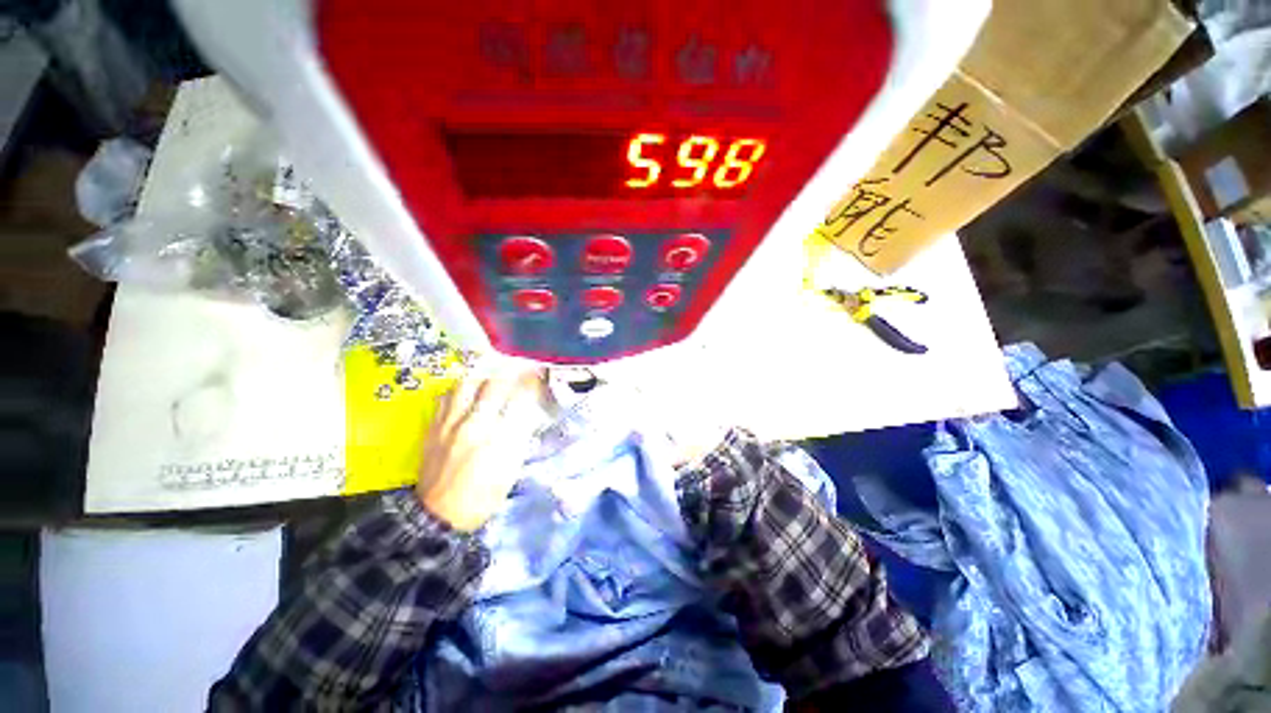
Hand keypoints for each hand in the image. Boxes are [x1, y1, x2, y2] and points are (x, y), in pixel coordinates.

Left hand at [417, 364, 544, 531]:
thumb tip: (526, 412)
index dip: (530, 383)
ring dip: (482, 378)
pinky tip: (466, 395)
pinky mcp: (432, 429)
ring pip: (465, 386)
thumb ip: (519, 436)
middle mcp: (472, 425)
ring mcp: (448, 424)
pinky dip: (459, 391)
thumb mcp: (510, 469)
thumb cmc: (482, 497)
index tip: (538, 375)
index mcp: (495, 438)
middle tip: (518, 372)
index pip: (518, 399)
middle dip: (509, 374)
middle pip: (492, 385)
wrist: (438, 516)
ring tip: (491, 380)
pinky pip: (445, 398)